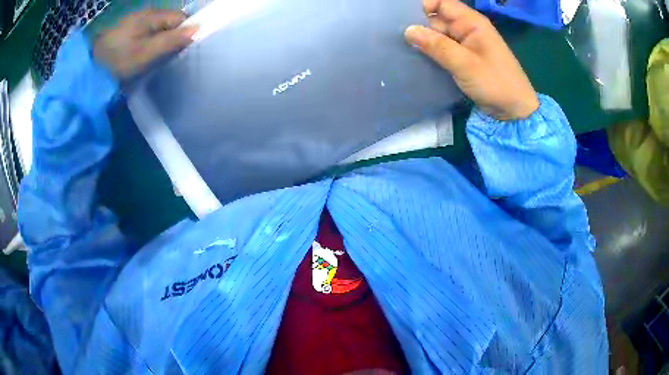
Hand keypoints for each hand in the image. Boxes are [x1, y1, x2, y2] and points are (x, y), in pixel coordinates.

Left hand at [93, 10, 197, 79]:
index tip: (183, 52)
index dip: (186, 33)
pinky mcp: (129, 32)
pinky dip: (151, 44)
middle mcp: (147, 14)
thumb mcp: (145, 52)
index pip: (181, 19)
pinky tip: (146, 55)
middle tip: (169, 58)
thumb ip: (172, 40)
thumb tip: (198, 30)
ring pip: (160, 29)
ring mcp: (137, 22)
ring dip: (162, 42)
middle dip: (174, 38)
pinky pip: (149, 34)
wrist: (89, 68)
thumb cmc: (117, 60)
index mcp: (153, 15)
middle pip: (171, 23)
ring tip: (158, 59)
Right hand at [405, 0, 538, 120]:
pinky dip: (432, 53)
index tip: (405, 19)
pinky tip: (418, 58)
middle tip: (397, 38)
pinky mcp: (464, 58)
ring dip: (424, 42)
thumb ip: (437, 45)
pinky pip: (443, 50)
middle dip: (419, 26)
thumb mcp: (465, 63)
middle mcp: (467, 29)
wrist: (515, 111)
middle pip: (437, 19)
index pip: (442, 3)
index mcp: (471, 22)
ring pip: (438, 36)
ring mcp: (466, 44)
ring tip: (403, 49)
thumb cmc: (495, 83)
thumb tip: (408, 30)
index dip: (423, 6)